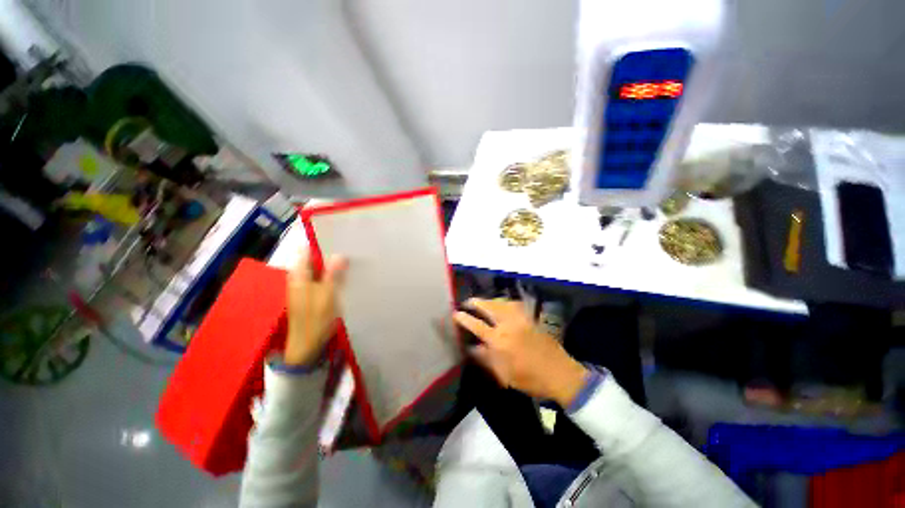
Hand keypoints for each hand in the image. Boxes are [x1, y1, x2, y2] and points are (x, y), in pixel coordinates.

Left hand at [284, 249, 347, 365]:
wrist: (306, 346)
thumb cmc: (316, 319)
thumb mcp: (327, 296)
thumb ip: (332, 274)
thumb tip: (339, 254)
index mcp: (299, 276)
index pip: (306, 251)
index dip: (320, 244)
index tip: (338, 240)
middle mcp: (298, 279)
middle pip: (312, 260)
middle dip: (329, 255)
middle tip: (349, 252)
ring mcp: (303, 289)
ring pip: (317, 271)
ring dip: (331, 267)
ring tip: (349, 263)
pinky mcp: (309, 297)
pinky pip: (320, 280)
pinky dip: (330, 277)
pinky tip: (343, 278)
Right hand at [453, 298, 588, 406]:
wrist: (559, 374)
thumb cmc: (529, 378)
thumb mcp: (503, 374)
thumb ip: (485, 358)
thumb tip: (471, 348)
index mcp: (499, 340)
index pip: (477, 325)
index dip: (464, 318)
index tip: (456, 313)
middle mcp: (508, 325)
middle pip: (489, 307)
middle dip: (476, 302)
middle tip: (468, 302)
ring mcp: (521, 319)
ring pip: (502, 303)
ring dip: (490, 300)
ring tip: (483, 302)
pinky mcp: (530, 318)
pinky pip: (515, 305)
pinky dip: (505, 303)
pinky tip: (503, 305)